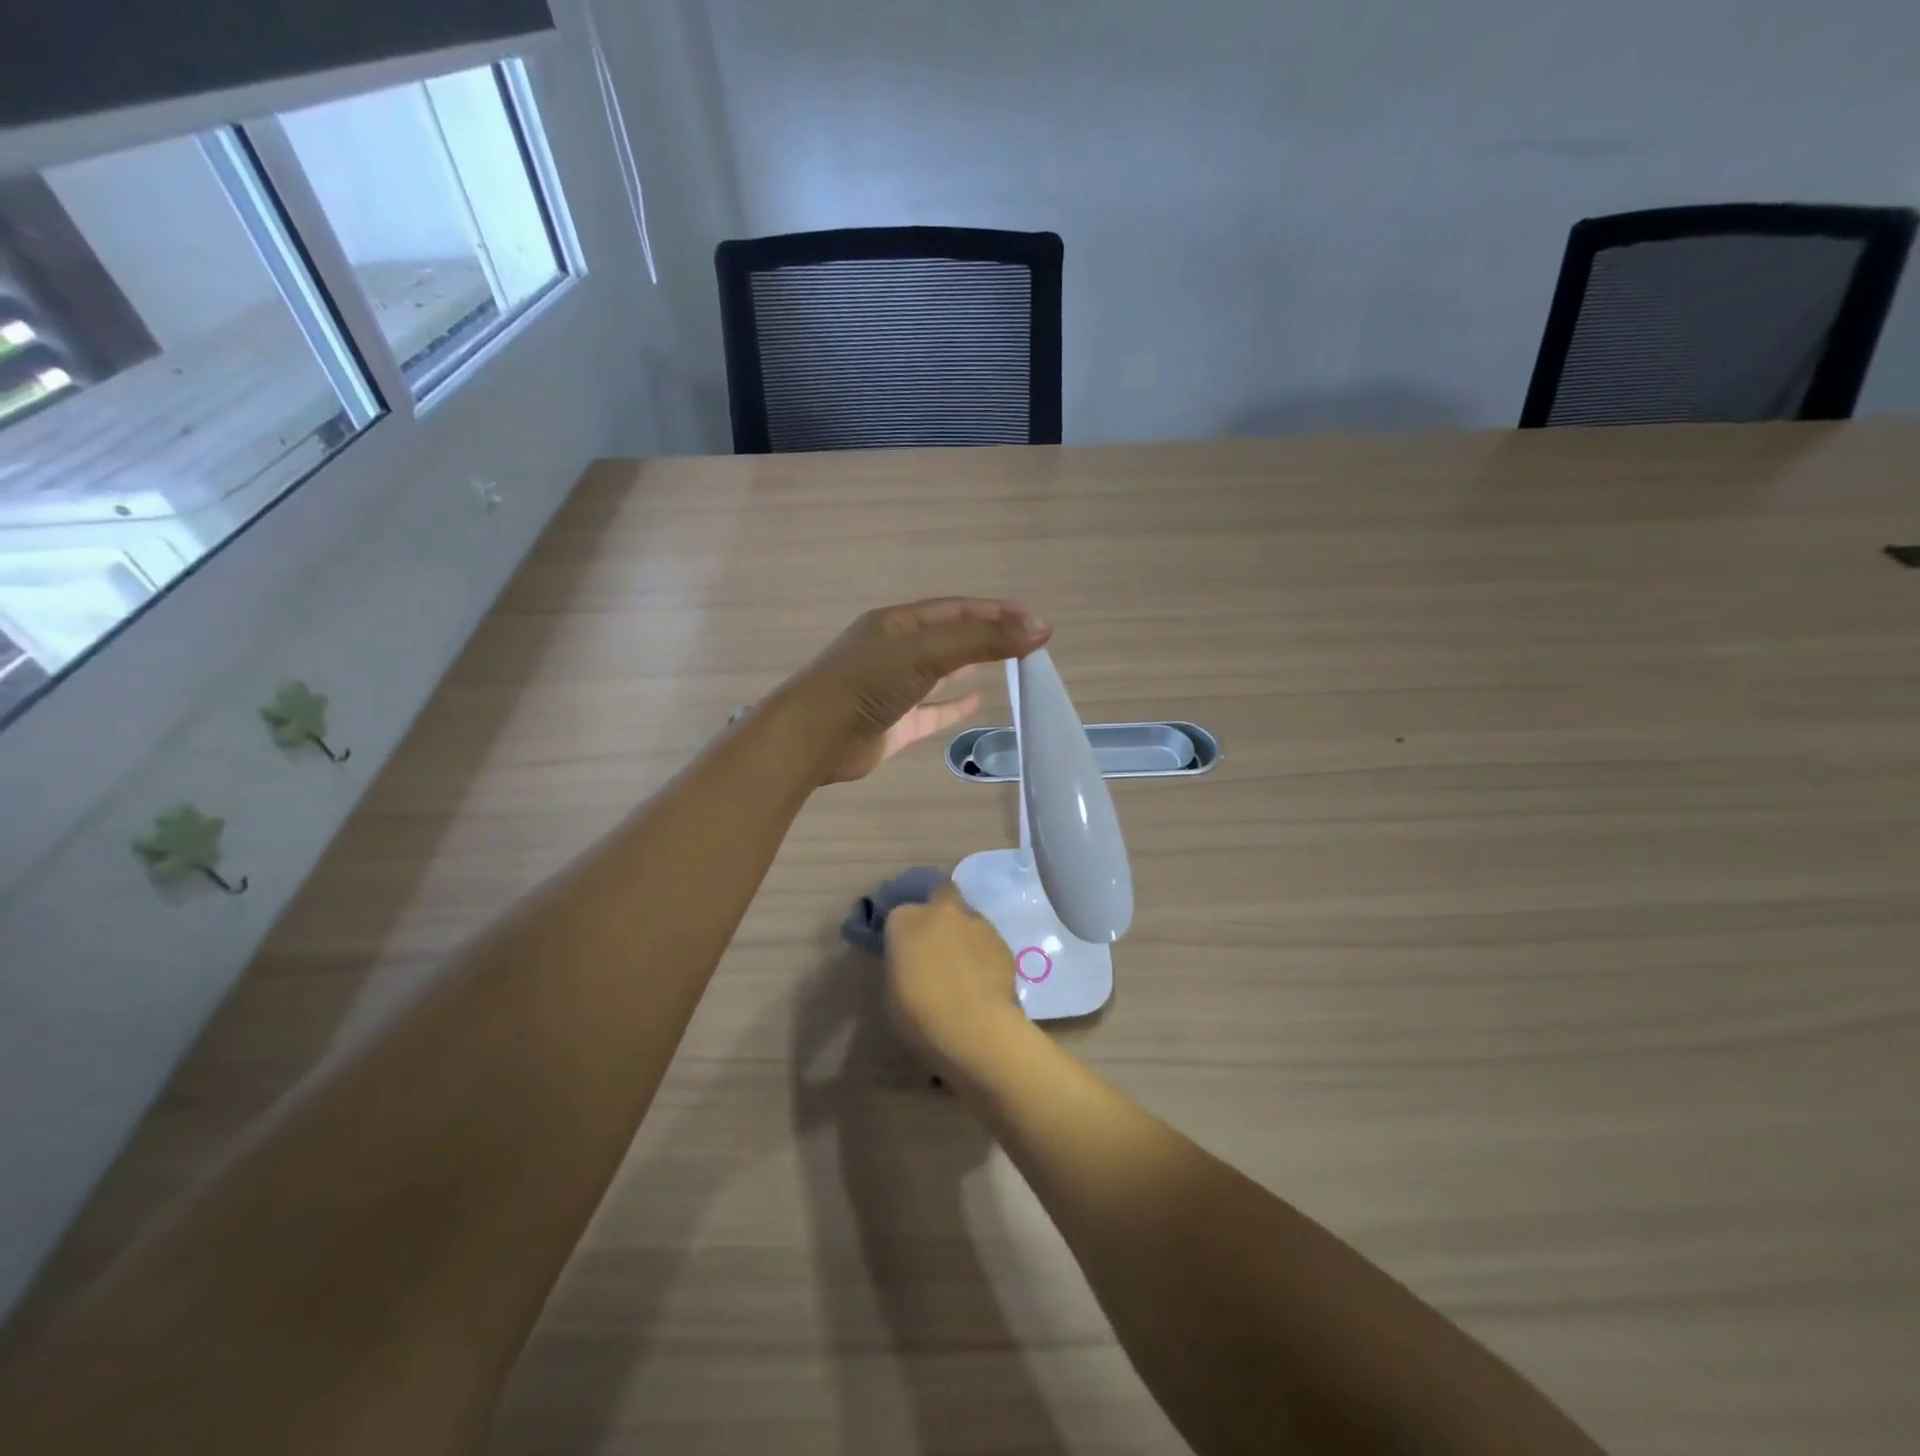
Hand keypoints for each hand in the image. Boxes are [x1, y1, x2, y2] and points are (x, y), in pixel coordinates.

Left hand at [783, 598, 1050, 784]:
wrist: (813, 738)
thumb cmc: (867, 682)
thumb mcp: (927, 652)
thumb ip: (983, 641)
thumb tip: (1040, 629)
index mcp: (897, 623)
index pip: (955, 609)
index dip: (995, 612)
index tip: (1034, 620)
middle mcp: (894, 651)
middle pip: (949, 638)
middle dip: (987, 636)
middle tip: (1028, 641)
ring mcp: (892, 688)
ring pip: (940, 673)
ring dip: (972, 666)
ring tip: (1010, 665)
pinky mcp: (893, 724)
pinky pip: (930, 711)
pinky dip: (953, 706)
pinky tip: (977, 703)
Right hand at [883, 884, 1032, 1082]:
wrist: (972, 1028)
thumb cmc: (918, 1014)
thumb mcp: (891, 990)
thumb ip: (902, 964)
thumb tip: (913, 962)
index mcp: (905, 919)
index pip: (898, 915)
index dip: (903, 933)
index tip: (904, 952)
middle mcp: (941, 911)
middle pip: (941, 894)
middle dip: (939, 911)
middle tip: (937, 941)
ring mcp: (976, 922)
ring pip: (968, 919)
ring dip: (964, 934)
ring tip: (964, 967)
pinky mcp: (1002, 941)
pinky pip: (988, 941)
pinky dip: (984, 953)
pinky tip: (983, 979)